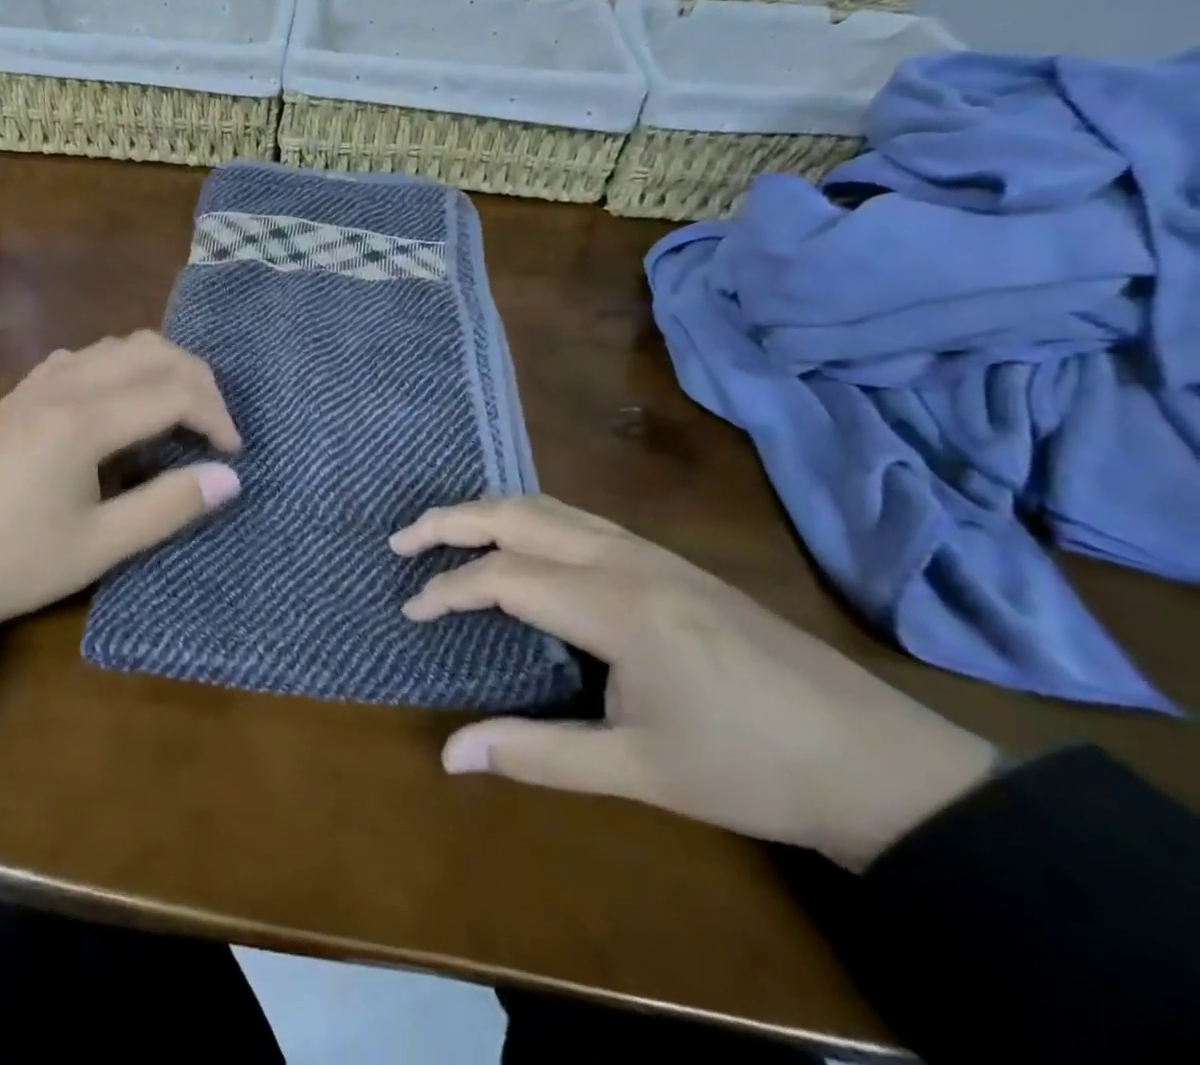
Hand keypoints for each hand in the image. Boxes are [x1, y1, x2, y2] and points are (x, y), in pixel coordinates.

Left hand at [0, 332, 241, 658]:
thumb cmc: (6, 565)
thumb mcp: (96, 548)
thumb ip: (168, 507)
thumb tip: (230, 478)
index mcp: (83, 420)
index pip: (173, 391)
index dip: (216, 416)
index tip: (234, 454)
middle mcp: (63, 385)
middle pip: (151, 351)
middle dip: (197, 380)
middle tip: (215, 428)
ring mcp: (35, 384)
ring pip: (117, 346)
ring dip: (160, 368)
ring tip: (178, 414)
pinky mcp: (17, 395)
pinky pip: (85, 357)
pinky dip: (122, 368)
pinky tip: (120, 407)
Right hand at [393, 495, 997, 870]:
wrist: (876, 759)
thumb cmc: (750, 769)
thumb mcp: (637, 772)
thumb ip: (535, 754)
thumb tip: (449, 755)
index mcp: (616, 607)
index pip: (505, 577)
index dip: (448, 590)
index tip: (411, 611)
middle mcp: (627, 559)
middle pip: (519, 515)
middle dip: (452, 520)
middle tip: (402, 540)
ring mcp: (651, 552)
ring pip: (551, 506)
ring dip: (490, 511)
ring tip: (446, 532)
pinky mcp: (667, 560)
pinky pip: (579, 517)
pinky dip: (529, 517)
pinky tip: (520, 542)